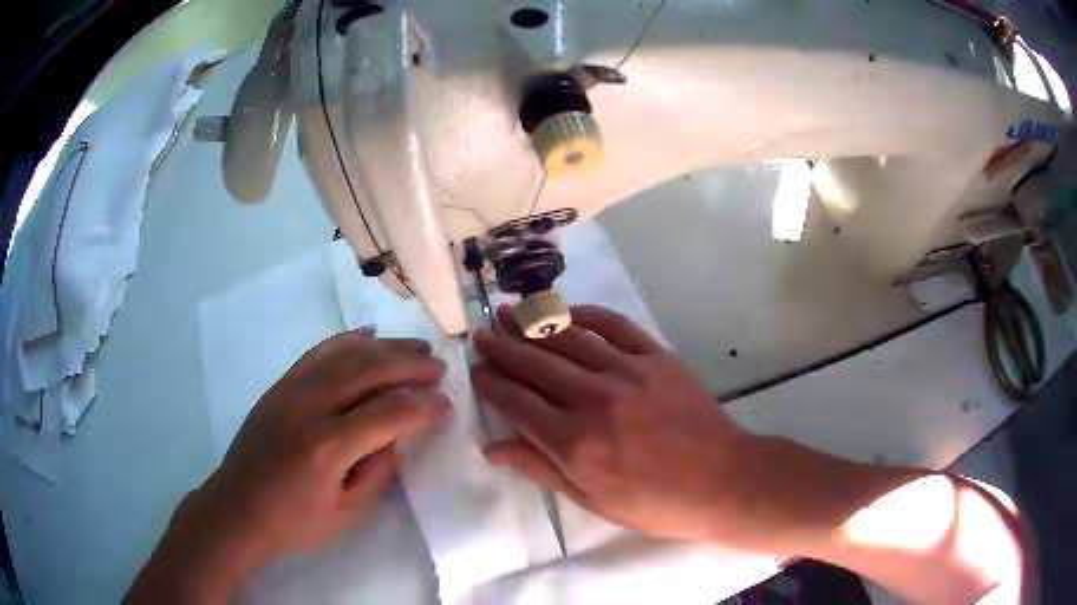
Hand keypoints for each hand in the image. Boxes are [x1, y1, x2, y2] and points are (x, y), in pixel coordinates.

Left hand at [129, 331, 450, 601]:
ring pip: (345, 354)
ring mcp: (290, 390)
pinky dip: (346, 341)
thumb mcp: (348, 514)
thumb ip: (378, 472)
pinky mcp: (279, 386)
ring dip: (385, 347)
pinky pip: (318, 353)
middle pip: (369, 371)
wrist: (237, 509)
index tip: (446, 403)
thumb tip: (397, 436)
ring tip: (414, 345)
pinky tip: (367, 336)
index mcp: (328, 447)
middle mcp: (309, 407)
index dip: (423, 406)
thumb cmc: (294, 522)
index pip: (389, 412)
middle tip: (439, 366)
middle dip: (410, 365)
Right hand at [472, 305, 769, 547]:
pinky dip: (587, 315)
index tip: (475, 369)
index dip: (491, 383)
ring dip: (534, 324)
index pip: (517, 402)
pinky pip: (615, 326)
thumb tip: (493, 449)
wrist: (722, 480)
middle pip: (536, 364)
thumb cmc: (656, 503)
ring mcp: (628, 372)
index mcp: (575, 442)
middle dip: (502, 346)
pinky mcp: (657, 357)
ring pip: (569, 338)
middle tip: (481, 332)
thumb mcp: (593, 500)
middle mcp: (594, 399)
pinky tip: (568, 312)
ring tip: (510, 311)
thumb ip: (541, 469)